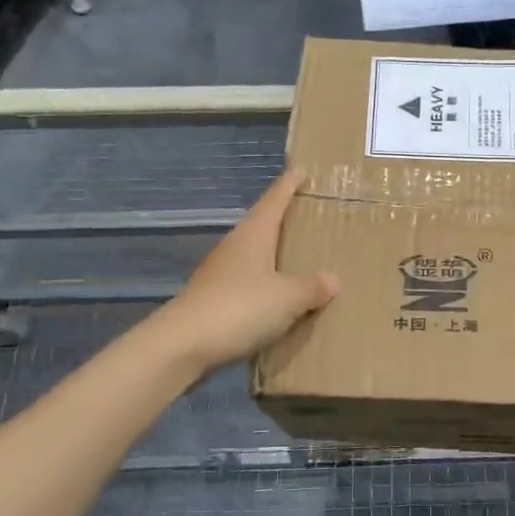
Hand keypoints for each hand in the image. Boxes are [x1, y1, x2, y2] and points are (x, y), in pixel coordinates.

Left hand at [153, 170, 337, 371]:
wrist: (181, 345)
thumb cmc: (239, 308)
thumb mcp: (287, 298)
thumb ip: (311, 287)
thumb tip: (333, 278)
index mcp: (254, 235)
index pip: (274, 200)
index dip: (289, 185)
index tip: (302, 170)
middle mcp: (235, 247)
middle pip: (262, 224)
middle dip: (283, 218)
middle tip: (308, 214)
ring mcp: (220, 273)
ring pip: (253, 254)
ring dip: (272, 253)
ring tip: (297, 257)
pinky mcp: (213, 299)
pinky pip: (246, 282)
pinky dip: (264, 283)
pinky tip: (275, 297)